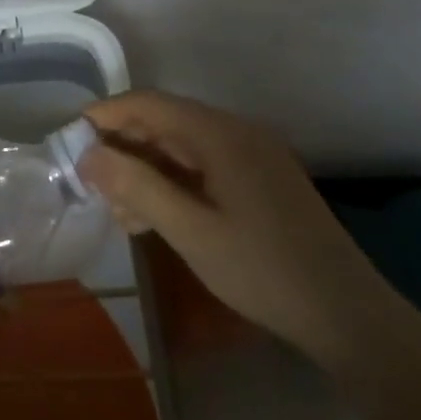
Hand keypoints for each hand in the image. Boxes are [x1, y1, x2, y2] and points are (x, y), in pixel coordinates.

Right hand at [80, 91, 394, 368]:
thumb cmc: (263, 271)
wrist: (349, 316)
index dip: (106, 115)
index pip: (149, 103)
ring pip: (183, 147)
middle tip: (93, 185)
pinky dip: (174, 182)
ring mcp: (254, 156)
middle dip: (124, 148)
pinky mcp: (262, 180)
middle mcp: (237, 132)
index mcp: (220, 134)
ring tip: (119, 211)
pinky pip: (204, 166)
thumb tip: (88, 154)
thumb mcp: (190, 231)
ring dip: (146, 169)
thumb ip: (136, 186)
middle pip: (165, 122)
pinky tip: (156, 217)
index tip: (70, 140)